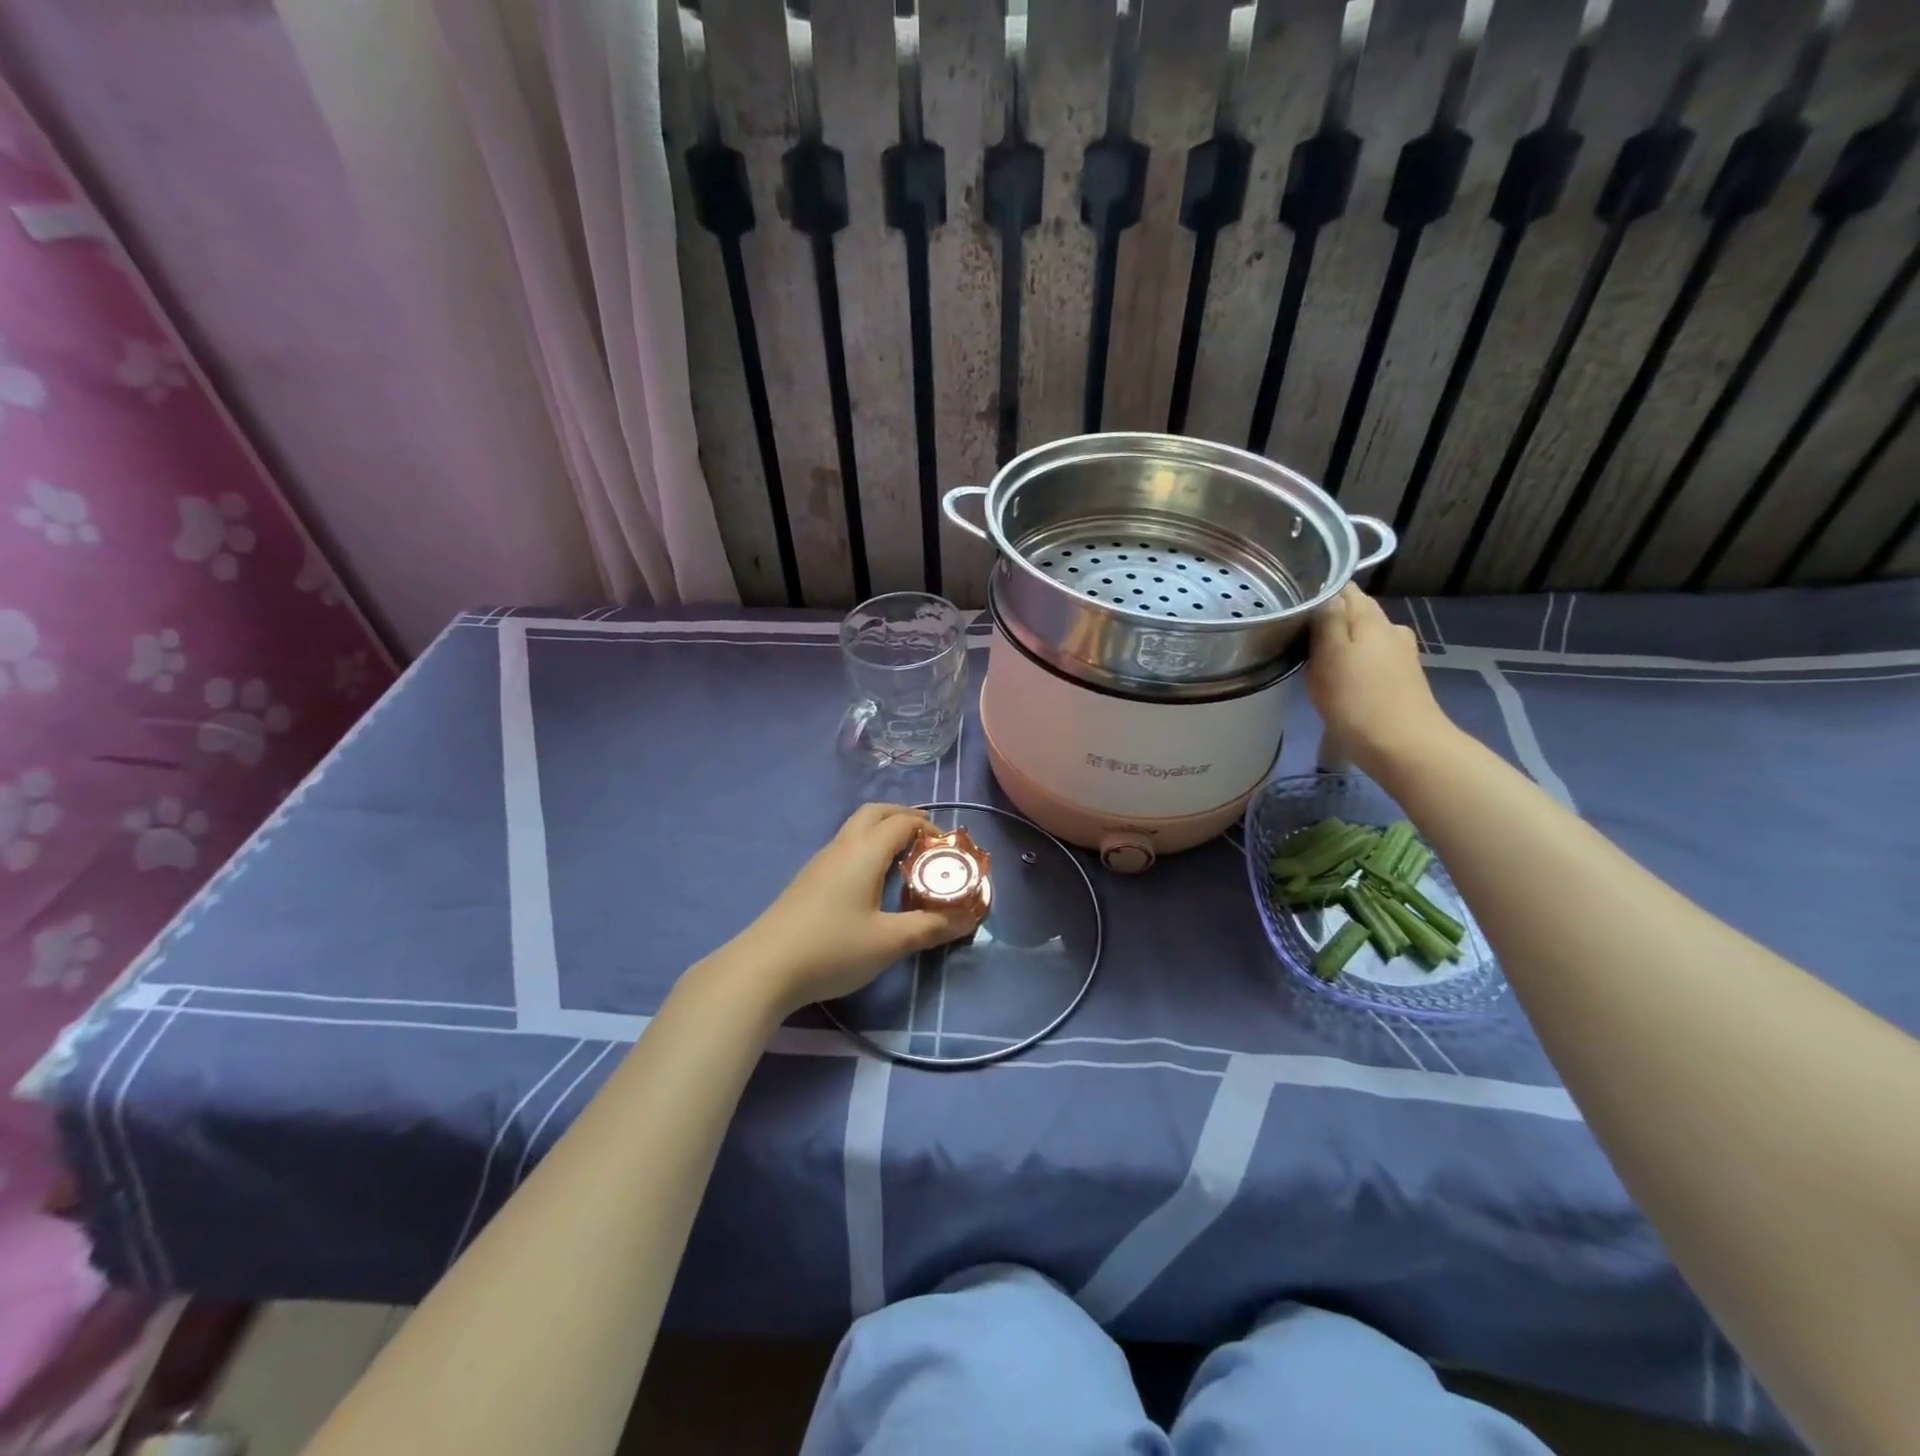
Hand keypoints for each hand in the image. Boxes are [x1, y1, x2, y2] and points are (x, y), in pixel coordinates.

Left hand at [729, 803, 985, 1012]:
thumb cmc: (833, 948)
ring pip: (856, 830)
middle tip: (928, 842)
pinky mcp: (808, 881)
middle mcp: (842, 847)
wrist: (764, 968)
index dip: (930, 828)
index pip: (903, 822)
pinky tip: (873, 883)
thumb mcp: (890, 941)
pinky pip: (845, 849)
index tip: (949, 849)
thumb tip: (966, 920)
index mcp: (865, 851)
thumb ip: (930, 927)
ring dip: (883, 833)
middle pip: (876, 813)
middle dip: (905, 818)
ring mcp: (820, 862)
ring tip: (905, 861)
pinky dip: (867, 850)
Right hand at [1308, 585, 1456, 781]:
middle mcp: (1390, 628)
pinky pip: (1370, 659)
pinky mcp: (1402, 678)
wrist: (1404, 747)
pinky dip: (1354, 663)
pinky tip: (1340, 680)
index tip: (1293, 608)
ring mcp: (1400, 654)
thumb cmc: (1357, 700)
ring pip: (1362, 637)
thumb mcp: (1330, 656)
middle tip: (1296, 637)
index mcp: (1370, 617)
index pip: (1343, 588)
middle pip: (1353, 612)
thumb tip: (1324, 593)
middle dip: (1327, 620)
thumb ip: (1326, 620)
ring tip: (1314, 661)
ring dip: (1340, 643)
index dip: (1317, 593)